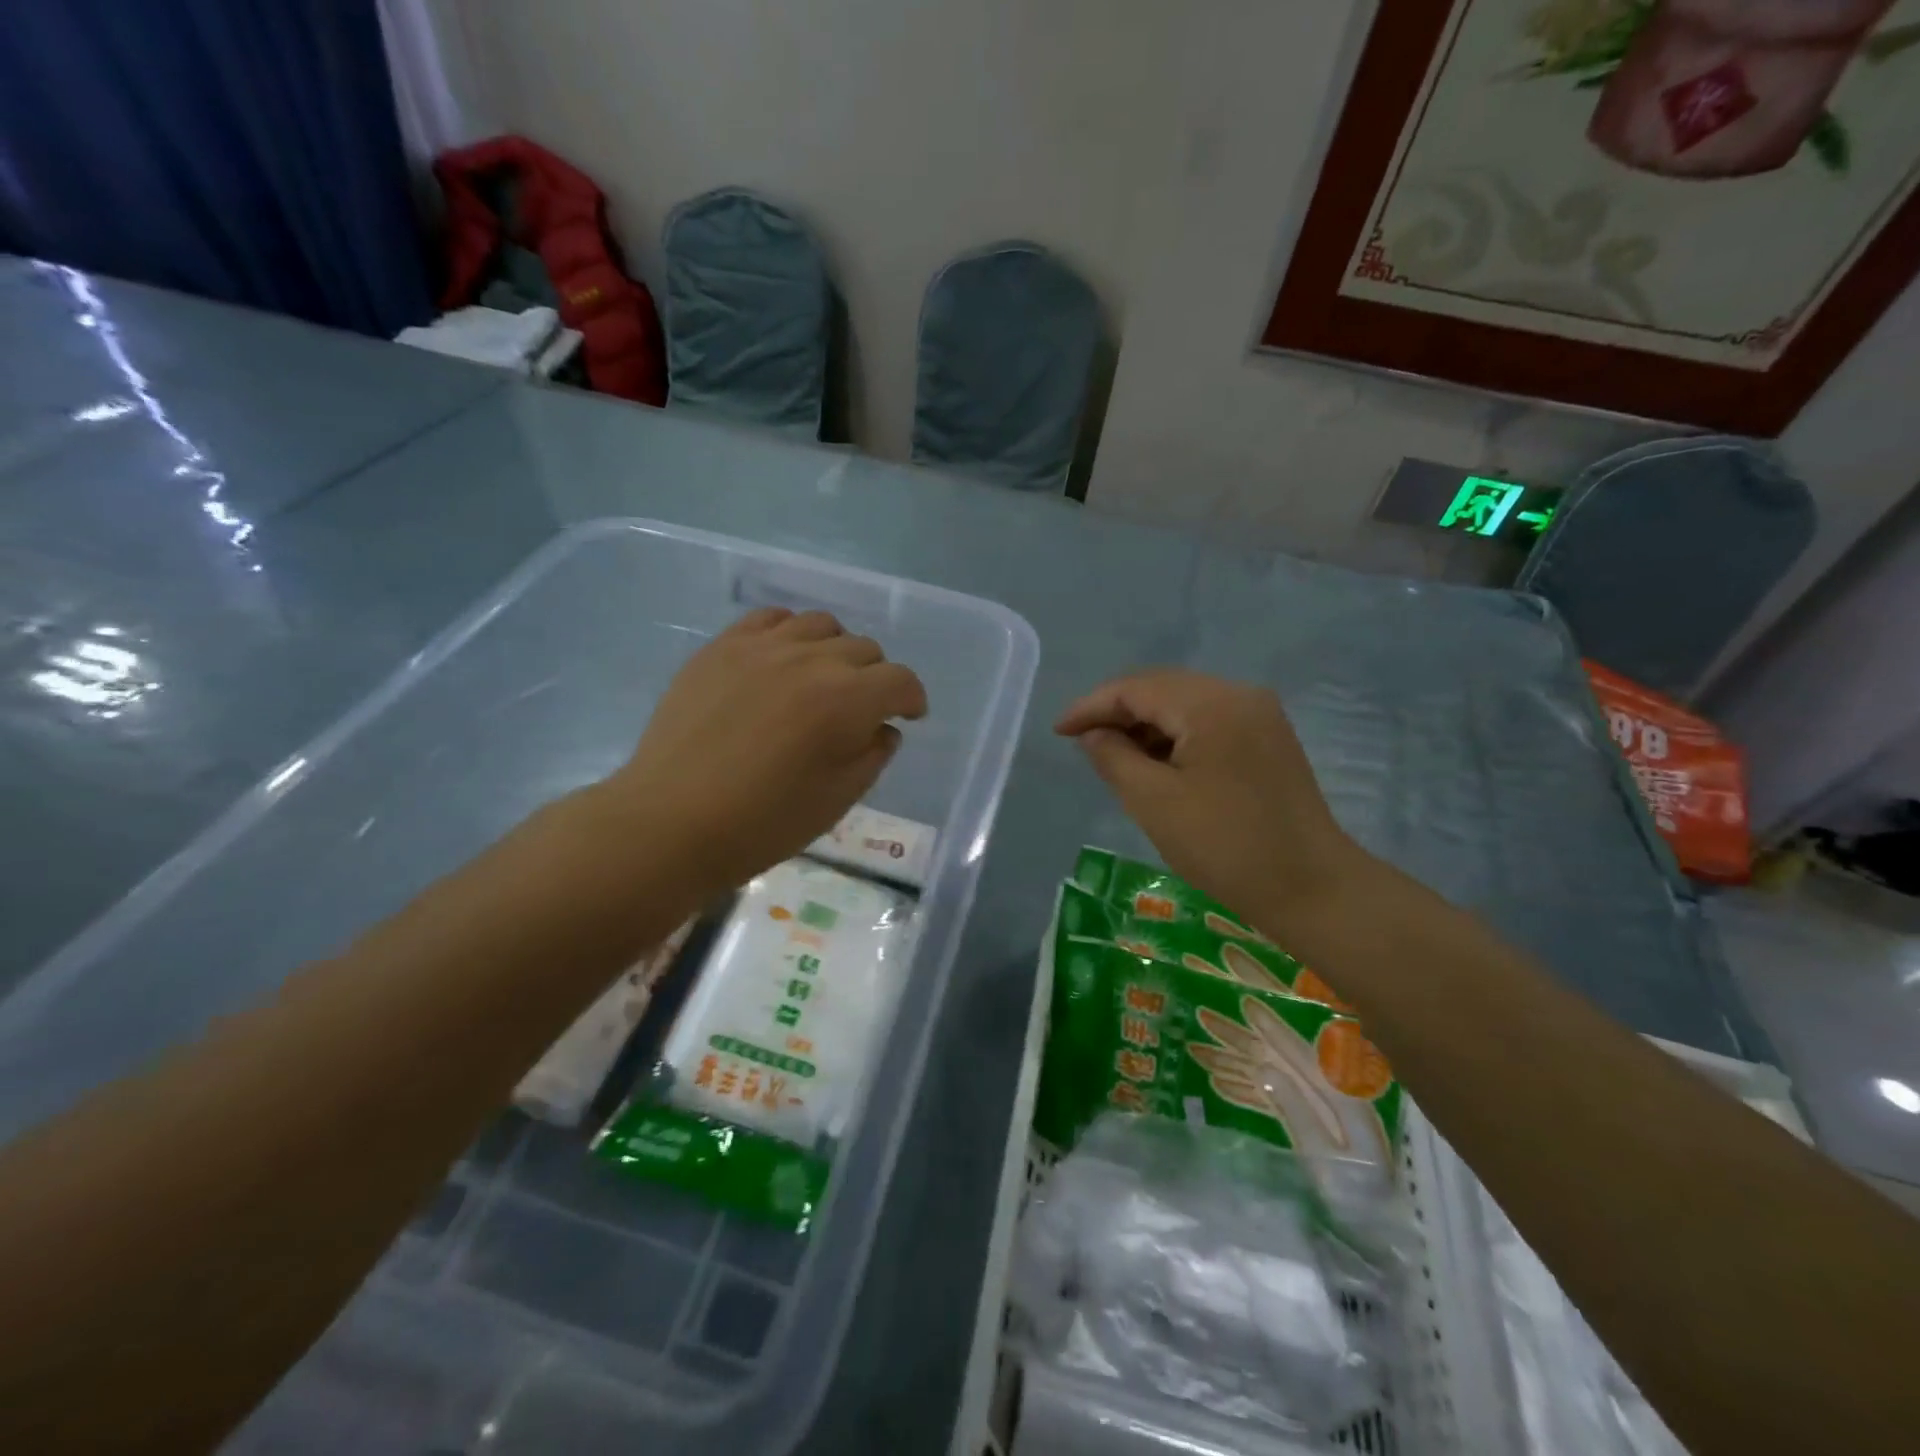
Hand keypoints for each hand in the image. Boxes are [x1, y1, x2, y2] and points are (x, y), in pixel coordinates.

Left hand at [607, 608, 926, 897]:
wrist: (672, 820)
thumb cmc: (764, 822)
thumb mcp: (838, 799)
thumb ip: (873, 755)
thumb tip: (883, 728)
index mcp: (847, 699)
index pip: (900, 680)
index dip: (912, 698)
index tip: (908, 716)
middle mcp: (811, 659)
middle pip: (864, 649)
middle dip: (876, 678)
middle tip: (862, 709)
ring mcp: (762, 647)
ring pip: (821, 625)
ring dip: (836, 650)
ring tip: (823, 678)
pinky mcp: (723, 647)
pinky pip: (771, 619)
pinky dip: (790, 634)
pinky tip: (783, 660)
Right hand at [1055, 669, 1376, 936]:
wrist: (1312, 889)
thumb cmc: (1225, 847)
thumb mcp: (1154, 802)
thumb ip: (1113, 757)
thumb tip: (1094, 734)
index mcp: (1212, 704)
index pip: (1136, 688)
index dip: (1092, 706)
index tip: (1058, 732)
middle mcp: (1239, 694)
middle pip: (1162, 688)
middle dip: (1117, 712)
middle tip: (1082, 743)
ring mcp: (1259, 715)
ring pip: (1185, 703)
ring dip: (1146, 724)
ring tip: (1114, 756)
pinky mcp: (1268, 739)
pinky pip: (1208, 721)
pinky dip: (1175, 736)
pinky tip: (1156, 762)